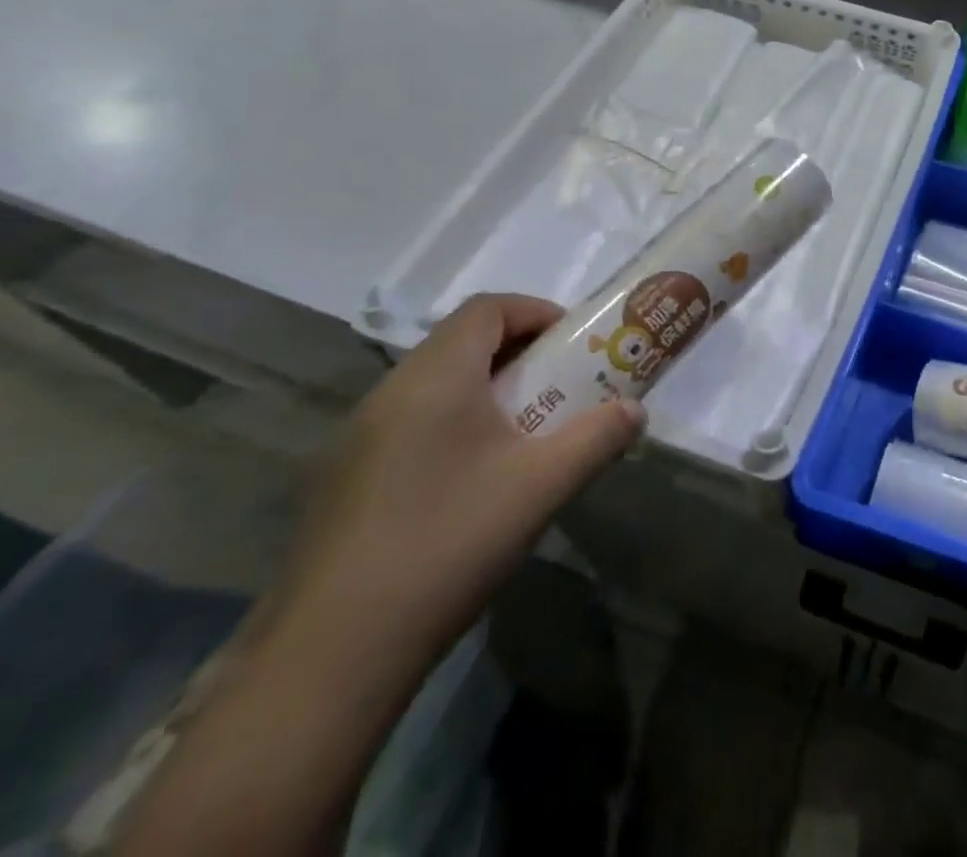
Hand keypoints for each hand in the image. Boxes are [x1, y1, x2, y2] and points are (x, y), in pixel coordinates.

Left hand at [277, 293, 641, 671]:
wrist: (332, 657)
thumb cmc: (449, 543)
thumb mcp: (543, 485)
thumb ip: (599, 437)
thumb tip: (634, 412)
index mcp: (434, 378)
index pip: (486, 308)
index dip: (535, 312)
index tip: (572, 344)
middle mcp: (388, 394)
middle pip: (460, 343)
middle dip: (519, 354)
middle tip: (560, 387)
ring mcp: (356, 440)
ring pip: (434, 386)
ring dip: (487, 392)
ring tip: (525, 434)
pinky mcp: (341, 483)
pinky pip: (410, 425)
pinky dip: (453, 426)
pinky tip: (473, 483)